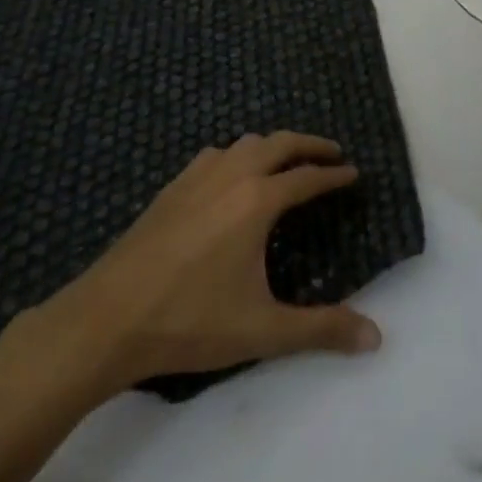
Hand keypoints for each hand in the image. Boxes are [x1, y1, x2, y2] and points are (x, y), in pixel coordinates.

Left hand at [0, 133, 380, 409]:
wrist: (106, 319)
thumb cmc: (189, 322)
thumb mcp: (262, 330)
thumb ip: (321, 329)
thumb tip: (376, 338)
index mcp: (257, 200)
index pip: (306, 177)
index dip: (334, 175)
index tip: (353, 173)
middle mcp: (230, 176)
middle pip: (279, 143)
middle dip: (309, 144)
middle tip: (332, 153)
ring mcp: (196, 178)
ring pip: (244, 143)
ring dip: (272, 146)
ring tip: (286, 161)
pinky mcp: (170, 189)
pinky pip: (214, 155)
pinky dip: (237, 155)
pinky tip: (230, 176)